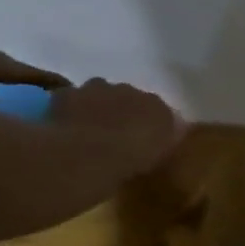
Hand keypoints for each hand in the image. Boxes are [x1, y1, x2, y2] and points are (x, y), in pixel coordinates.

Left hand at [49, 79, 183, 178]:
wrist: (89, 153)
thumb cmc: (135, 156)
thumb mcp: (166, 152)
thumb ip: (173, 135)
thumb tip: (178, 127)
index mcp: (158, 105)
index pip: (159, 108)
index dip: (153, 120)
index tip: (148, 134)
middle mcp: (130, 90)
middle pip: (129, 96)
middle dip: (126, 108)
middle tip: (121, 129)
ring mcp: (96, 89)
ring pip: (100, 93)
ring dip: (99, 104)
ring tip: (94, 126)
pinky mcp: (66, 94)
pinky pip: (71, 98)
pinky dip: (72, 107)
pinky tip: (71, 123)